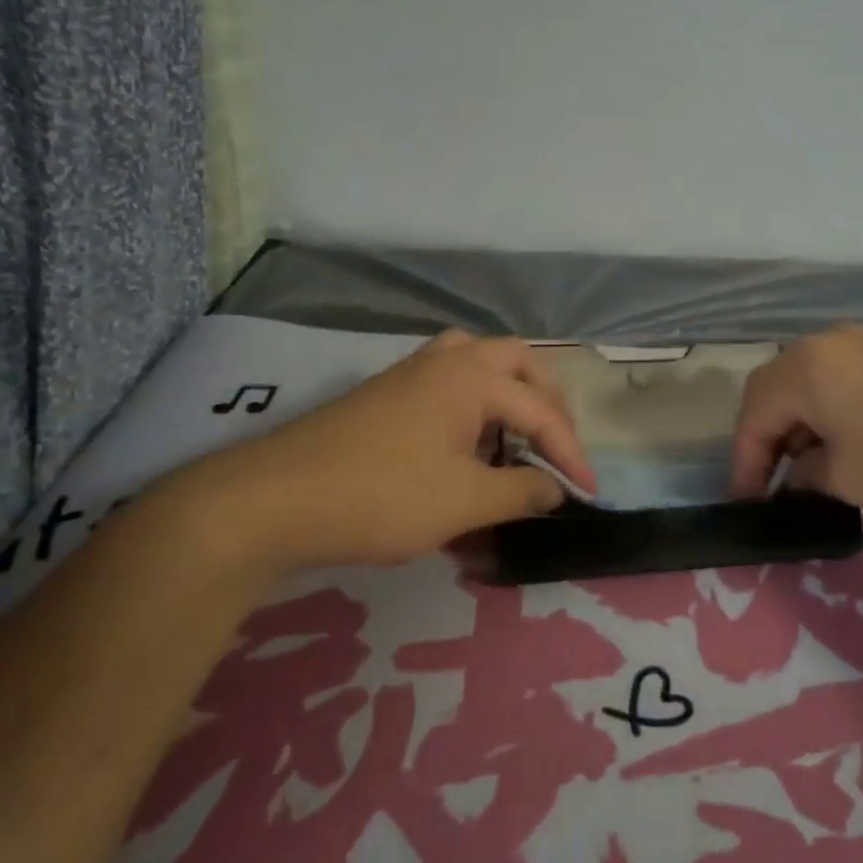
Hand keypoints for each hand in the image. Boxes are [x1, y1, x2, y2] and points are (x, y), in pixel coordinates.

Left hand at [176, 331, 596, 570]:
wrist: (274, 500)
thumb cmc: (382, 496)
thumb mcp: (464, 502)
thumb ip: (520, 492)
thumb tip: (556, 489)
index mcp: (471, 377)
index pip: (540, 410)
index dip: (570, 452)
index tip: (587, 492)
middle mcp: (444, 361)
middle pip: (514, 360)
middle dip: (544, 400)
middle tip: (554, 441)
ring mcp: (408, 374)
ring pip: (475, 361)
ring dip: (506, 392)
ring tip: (514, 433)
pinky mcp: (384, 396)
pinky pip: (446, 381)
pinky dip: (473, 401)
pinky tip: (465, 441)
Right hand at [730, 323, 862, 521]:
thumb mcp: (849, 480)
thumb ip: (806, 474)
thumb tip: (799, 473)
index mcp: (805, 367)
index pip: (753, 414)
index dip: (744, 462)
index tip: (748, 503)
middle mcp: (826, 344)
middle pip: (774, 390)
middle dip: (765, 438)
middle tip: (769, 483)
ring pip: (807, 384)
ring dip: (797, 425)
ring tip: (806, 470)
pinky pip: (839, 381)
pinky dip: (827, 413)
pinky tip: (843, 445)